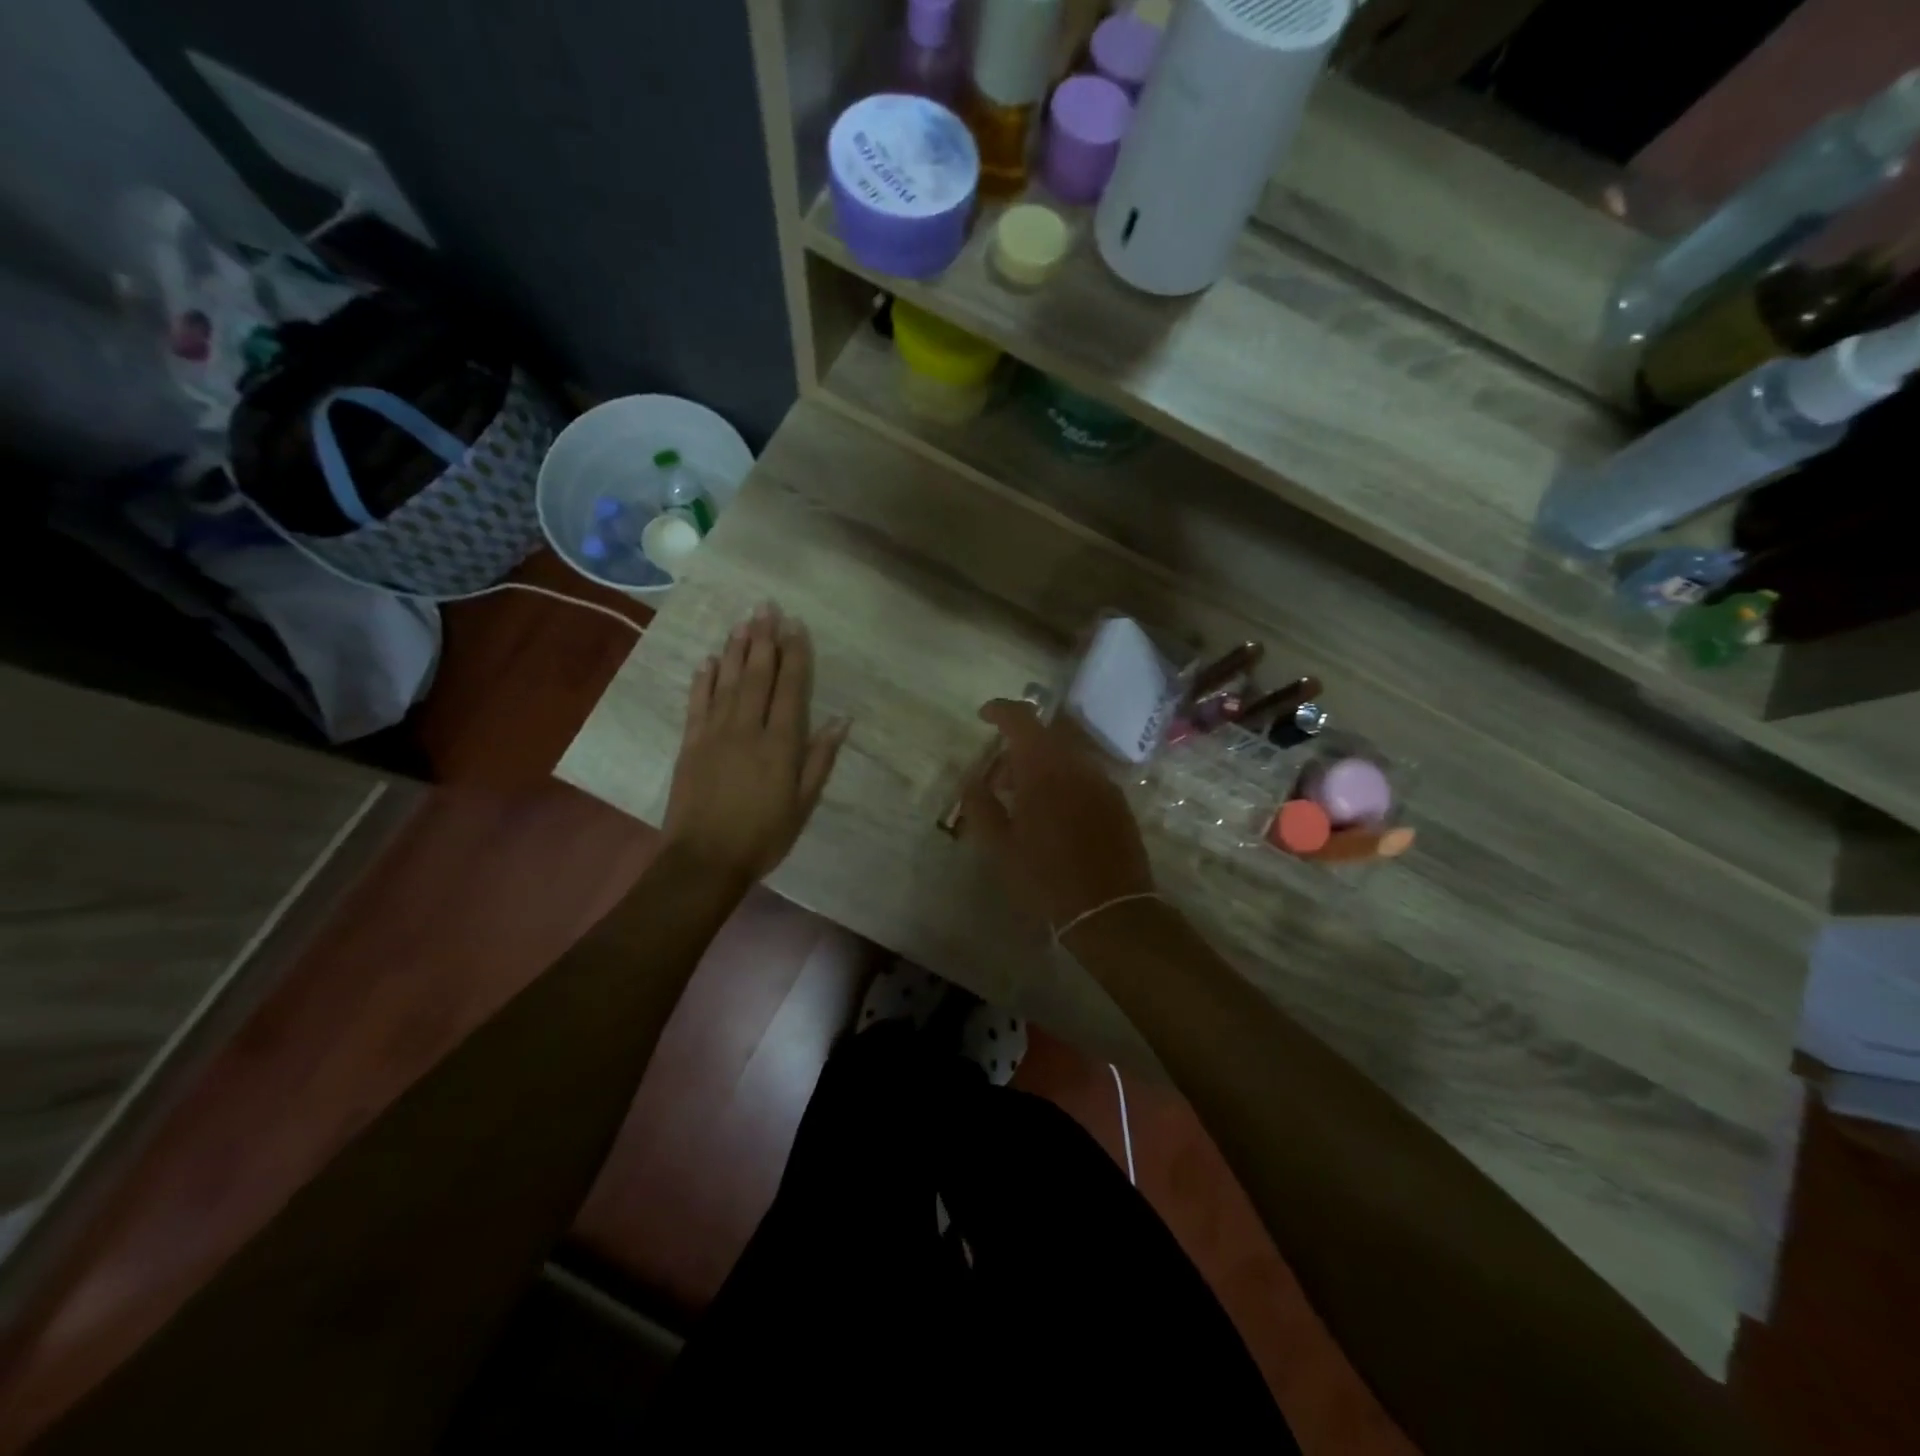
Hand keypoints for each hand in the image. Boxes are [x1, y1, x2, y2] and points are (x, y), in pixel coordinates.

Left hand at [663, 603, 848, 885]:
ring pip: (726, 682)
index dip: (795, 655)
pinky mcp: (690, 744)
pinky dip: (703, 680)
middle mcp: (747, 729)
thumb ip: (820, 759)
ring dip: (734, 650)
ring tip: (742, 622)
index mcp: (780, 744)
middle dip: (763, 639)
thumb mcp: (804, 803)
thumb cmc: (763, 835)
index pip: (790, 689)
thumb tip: (840, 720)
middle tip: (766, 606)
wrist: (705, 860)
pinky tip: (708, 661)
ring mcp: (714, 733)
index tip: (796, 626)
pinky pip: (697, 704)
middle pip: (757, 675)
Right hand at [958, 699, 1153, 931]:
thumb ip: (980, 804)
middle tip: (998, 779)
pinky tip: (1053, 815)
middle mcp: (1077, 764)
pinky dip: (1063, 781)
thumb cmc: (1045, 877)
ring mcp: (1102, 781)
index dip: (1000, 710)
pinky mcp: (1118, 802)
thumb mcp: (999, 846)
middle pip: (1045, 737)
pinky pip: (1083, 777)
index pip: (1021, 718)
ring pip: (1066, 757)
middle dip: (1018, 748)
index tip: (984, 716)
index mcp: (1044, 768)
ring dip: (1041, 766)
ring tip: (1023, 801)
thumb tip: (972, 779)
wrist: (1110, 909)